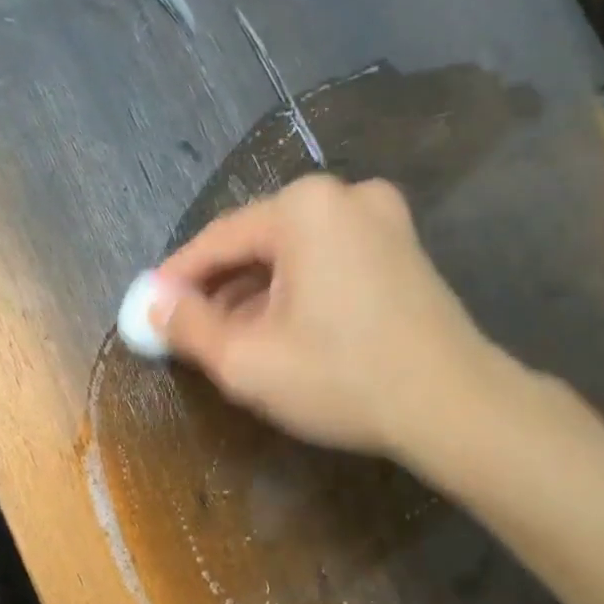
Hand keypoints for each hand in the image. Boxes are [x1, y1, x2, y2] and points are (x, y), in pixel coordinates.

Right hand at [152, 174, 507, 458]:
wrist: (454, 406)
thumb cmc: (341, 379)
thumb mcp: (246, 360)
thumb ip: (187, 327)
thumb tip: (151, 306)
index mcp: (303, 208)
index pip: (217, 240)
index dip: (176, 279)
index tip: (149, 310)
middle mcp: (344, 196)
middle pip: (256, 243)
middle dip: (219, 289)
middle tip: (190, 332)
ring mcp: (383, 219)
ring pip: (293, 254)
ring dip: (257, 293)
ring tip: (233, 340)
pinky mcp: (403, 248)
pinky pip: (327, 261)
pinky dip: (297, 291)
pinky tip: (284, 330)